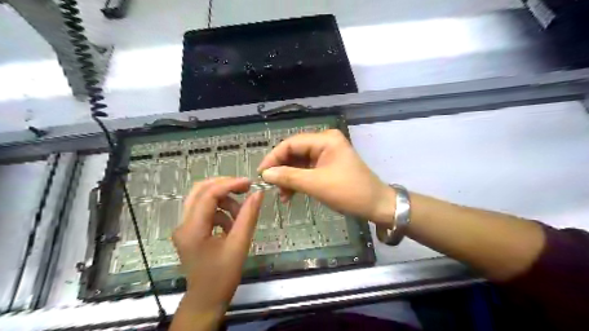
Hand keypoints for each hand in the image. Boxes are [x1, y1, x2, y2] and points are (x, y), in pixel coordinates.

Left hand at [171, 177, 261, 329]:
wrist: (206, 300)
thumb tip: (258, 193)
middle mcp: (183, 224)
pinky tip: (232, 224)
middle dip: (224, 186)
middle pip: (200, 190)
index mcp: (192, 229)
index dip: (230, 185)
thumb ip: (248, 216)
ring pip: (203, 199)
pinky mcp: (190, 231)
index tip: (250, 183)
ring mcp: (184, 227)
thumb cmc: (223, 276)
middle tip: (245, 188)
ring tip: (241, 213)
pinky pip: (206, 211)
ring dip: (224, 201)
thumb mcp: (239, 245)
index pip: (208, 195)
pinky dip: (221, 212)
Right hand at [258, 127, 395, 224]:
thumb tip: (265, 174)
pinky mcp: (328, 166)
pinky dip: (298, 181)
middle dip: (281, 170)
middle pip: (295, 152)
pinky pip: (307, 170)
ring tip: (282, 195)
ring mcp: (327, 154)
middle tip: (271, 186)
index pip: (291, 143)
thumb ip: (289, 177)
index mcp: (325, 140)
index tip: (261, 174)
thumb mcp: (316, 184)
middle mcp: (325, 142)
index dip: (274, 157)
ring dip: (289, 178)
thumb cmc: (349, 192)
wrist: (376, 205)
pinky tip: (290, 194)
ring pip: (299, 163)